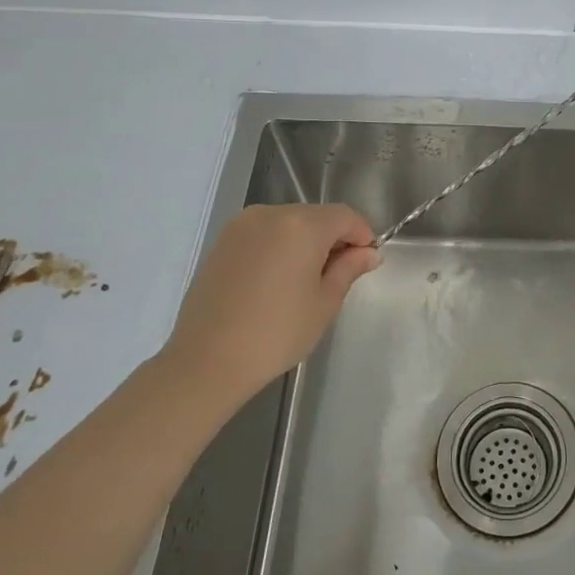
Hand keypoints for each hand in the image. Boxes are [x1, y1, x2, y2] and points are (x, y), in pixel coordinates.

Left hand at [162, 204, 380, 399]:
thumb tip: (368, 253)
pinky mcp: (222, 242)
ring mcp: (241, 226)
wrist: (206, 360)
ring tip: (306, 280)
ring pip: (288, 223)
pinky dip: (279, 247)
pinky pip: (264, 234)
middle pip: (316, 216)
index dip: (361, 234)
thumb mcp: (324, 303)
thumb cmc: (276, 333)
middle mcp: (270, 214)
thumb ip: (348, 269)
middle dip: (333, 238)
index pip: (344, 216)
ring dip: (305, 242)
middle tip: (339, 274)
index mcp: (302, 225)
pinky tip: (277, 281)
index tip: (366, 261)